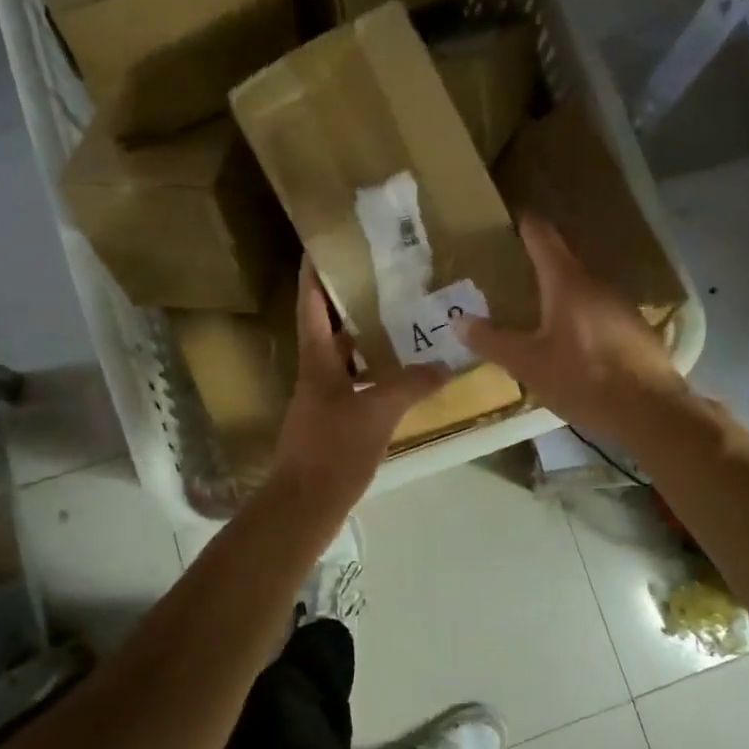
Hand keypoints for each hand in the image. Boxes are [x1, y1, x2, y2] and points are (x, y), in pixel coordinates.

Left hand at [271, 258, 449, 506]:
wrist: (305, 504)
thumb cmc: (333, 450)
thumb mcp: (376, 412)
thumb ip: (409, 385)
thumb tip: (443, 366)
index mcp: (317, 361)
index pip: (310, 306)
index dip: (313, 275)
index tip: (321, 244)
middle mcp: (316, 374)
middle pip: (328, 327)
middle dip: (347, 300)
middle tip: (381, 277)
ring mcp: (323, 399)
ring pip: (344, 357)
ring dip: (365, 338)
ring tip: (400, 320)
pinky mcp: (333, 422)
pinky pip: (355, 384)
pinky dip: (374, 373)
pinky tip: (401, 375)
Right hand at [455, 214, 688, 448]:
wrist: (651, 412)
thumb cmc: (583, 379)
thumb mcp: (528, 364)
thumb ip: (492, 341)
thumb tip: (459, 321)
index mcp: (567, 283)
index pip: (543, 238)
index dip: (527, 224)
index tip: (512, 216)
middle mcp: (597, 284)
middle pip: (564, 263)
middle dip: (540, 263)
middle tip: (513, 268)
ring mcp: (622, 306)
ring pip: (584, 290)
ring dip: (561, 293)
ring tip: (537, 306)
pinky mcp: (636, 331)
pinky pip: (600, 313)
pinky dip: (580, 316)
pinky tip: (572, 340)